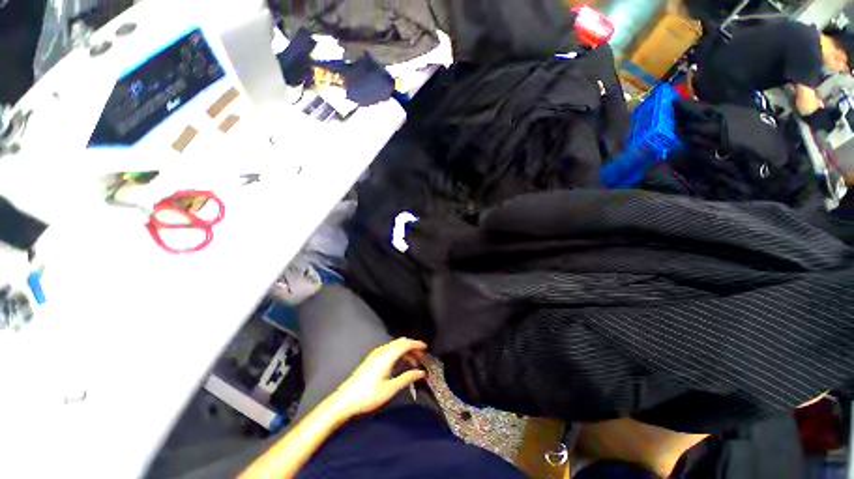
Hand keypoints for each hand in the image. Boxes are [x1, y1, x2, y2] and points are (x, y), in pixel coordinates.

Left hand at [328, 338, 427, 417]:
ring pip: (395, 346)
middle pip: (400, 342)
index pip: (405, 344)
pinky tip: (400, 364)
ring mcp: (376, 354)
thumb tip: (422, 372)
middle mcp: (382, 351)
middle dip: (412, 347)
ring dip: (405, 351)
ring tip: (414, 362)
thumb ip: (407, 378)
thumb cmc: (369, 396)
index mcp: (388, 355)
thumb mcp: (391, 389)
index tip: (426, 348)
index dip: (417, 344)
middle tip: (422, 356)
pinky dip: (398, 354)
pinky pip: (389, 350)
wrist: (344, 400)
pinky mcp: (372, 359)